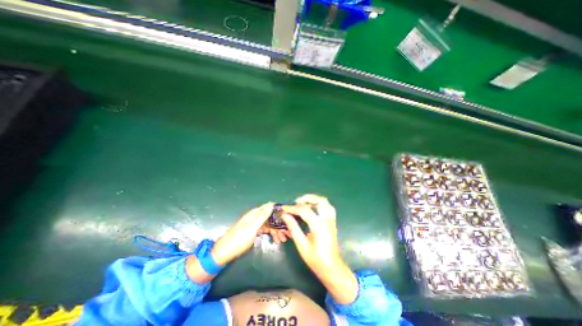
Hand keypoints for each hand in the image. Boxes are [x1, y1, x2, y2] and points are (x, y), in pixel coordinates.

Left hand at [211, 203, 289, 265]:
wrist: (224, 253)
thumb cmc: (238, 240)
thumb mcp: (251, 228)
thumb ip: (262, 216)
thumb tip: (271, 205)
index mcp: (254, 214)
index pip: (269, 207)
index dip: (279, 210)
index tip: (288, 216)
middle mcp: (255, 217)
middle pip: (271, 216)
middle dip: (280, 223)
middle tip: (288, 232)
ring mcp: (255, 224)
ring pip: (270, 224)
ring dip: (277, 230)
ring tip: (284, 238)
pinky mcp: (254, 231)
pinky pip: (266, 230)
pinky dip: (272, 233)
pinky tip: (277, 239)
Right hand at [282, 194, 341, 268]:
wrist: (332, 267)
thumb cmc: (315, 259)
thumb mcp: (302, 244)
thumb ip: (293, 227)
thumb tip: (285, 215)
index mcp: (319, 226)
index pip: (304, 210)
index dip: (293, 208)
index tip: (284, 208)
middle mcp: (327, 220)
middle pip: (320, 201)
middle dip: (307, 198)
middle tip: (296, 202)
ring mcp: (331, 220)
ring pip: (325, 202)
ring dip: (314, 200)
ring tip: (303, 204)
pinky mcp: (332, 222)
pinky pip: (328, 207)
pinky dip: (319, 204)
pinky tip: (312, 208)